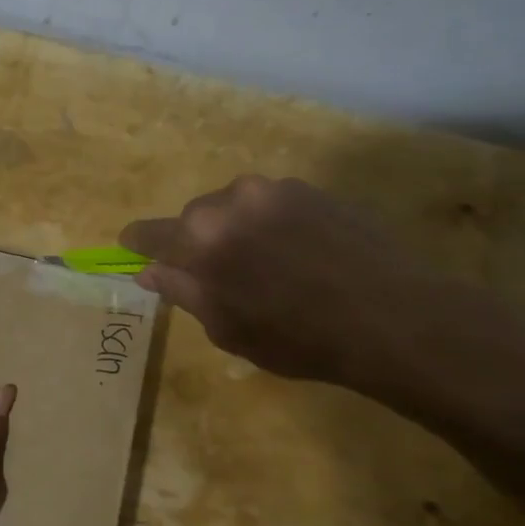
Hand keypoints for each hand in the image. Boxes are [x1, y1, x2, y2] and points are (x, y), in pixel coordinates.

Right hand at [120, 175, 493, 393]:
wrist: (391, 317)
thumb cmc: (296, 336)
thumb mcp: (226, 326)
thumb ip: (182, 291)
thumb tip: (147, 271)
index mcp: (200, 237)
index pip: (150, 233)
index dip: (138, 245)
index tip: (133, 251)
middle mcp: (232, 199)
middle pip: (195, 217)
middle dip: (196, 242)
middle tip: (216, 276)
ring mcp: (277, 189)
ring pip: (236, 207)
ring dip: (237, 231)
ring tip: (264, 267)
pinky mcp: (315, 190)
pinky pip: (273, 205)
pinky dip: (271, 225)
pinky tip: (296, 256)